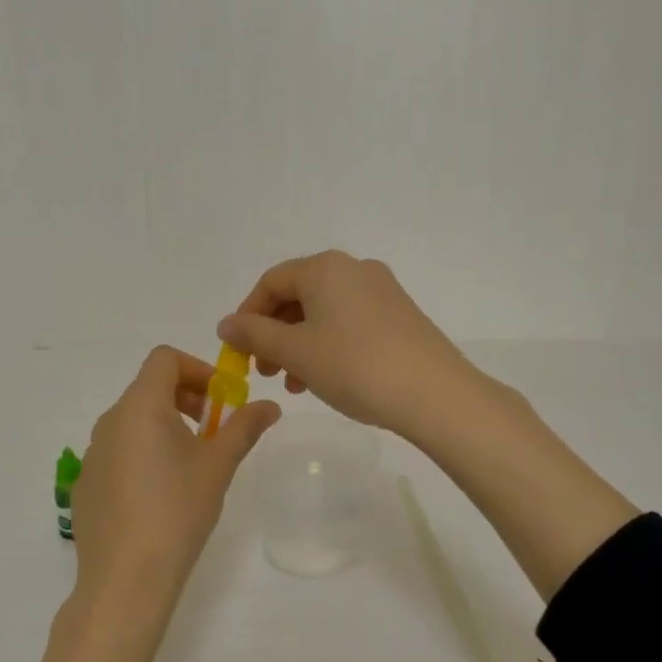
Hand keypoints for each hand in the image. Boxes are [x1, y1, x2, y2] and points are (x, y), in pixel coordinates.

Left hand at [27, 346, 280, 661]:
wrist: (125, 579)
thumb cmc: (177, 512)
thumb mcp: (218, 466)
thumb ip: (244, 428)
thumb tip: (270, 405)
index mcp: (140, 407)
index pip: (164, 359)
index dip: (197, 369)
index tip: (221, 401)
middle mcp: (110, 421)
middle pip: (148, 387)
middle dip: (186, 398)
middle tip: (214, 431)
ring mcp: (92, 453)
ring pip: (133, 421)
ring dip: (166, 426)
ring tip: (191, 466)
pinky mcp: (86, 483)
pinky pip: (118, 451)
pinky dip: (143, 453)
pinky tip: (160, 496)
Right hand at [220, 253, 636, 598]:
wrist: (435, 393)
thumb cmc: (355, 366)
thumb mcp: (296, 352)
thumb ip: (255, 335)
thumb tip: (226, 324)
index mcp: (325, 268)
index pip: (271, 282)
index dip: (247, 315)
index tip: (239, 352)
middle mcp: (354, 269)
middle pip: (298, 296)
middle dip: (274, 333)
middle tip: (265, 372)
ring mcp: (382, 292)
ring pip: (324, 313)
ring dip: (299, 345)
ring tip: (294, 384)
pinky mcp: (400, 316)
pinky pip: (350, 323)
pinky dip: (328, 346)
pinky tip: (326, 379)